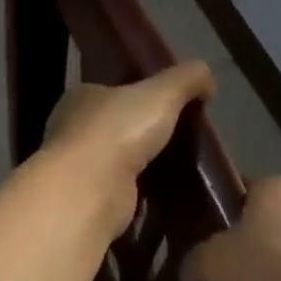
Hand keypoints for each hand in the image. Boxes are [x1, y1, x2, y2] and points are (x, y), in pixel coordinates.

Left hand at [39, 61, 215, 234]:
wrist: (90, 191)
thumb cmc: (119, 130)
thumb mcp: (163, 92)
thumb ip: (187, 78)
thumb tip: (208, 79)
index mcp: (82, 96)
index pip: (111, 90)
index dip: (138, 94)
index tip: (167, 104)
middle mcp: (72, 129)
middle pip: (114, 126)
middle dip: (141, 132)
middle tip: (178, 137)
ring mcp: (77, 168)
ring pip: (116, 160)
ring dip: (140, 164)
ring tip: (178, 166)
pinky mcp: (88, 201)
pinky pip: (120, 191)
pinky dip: (139, 192)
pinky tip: (164, 194)